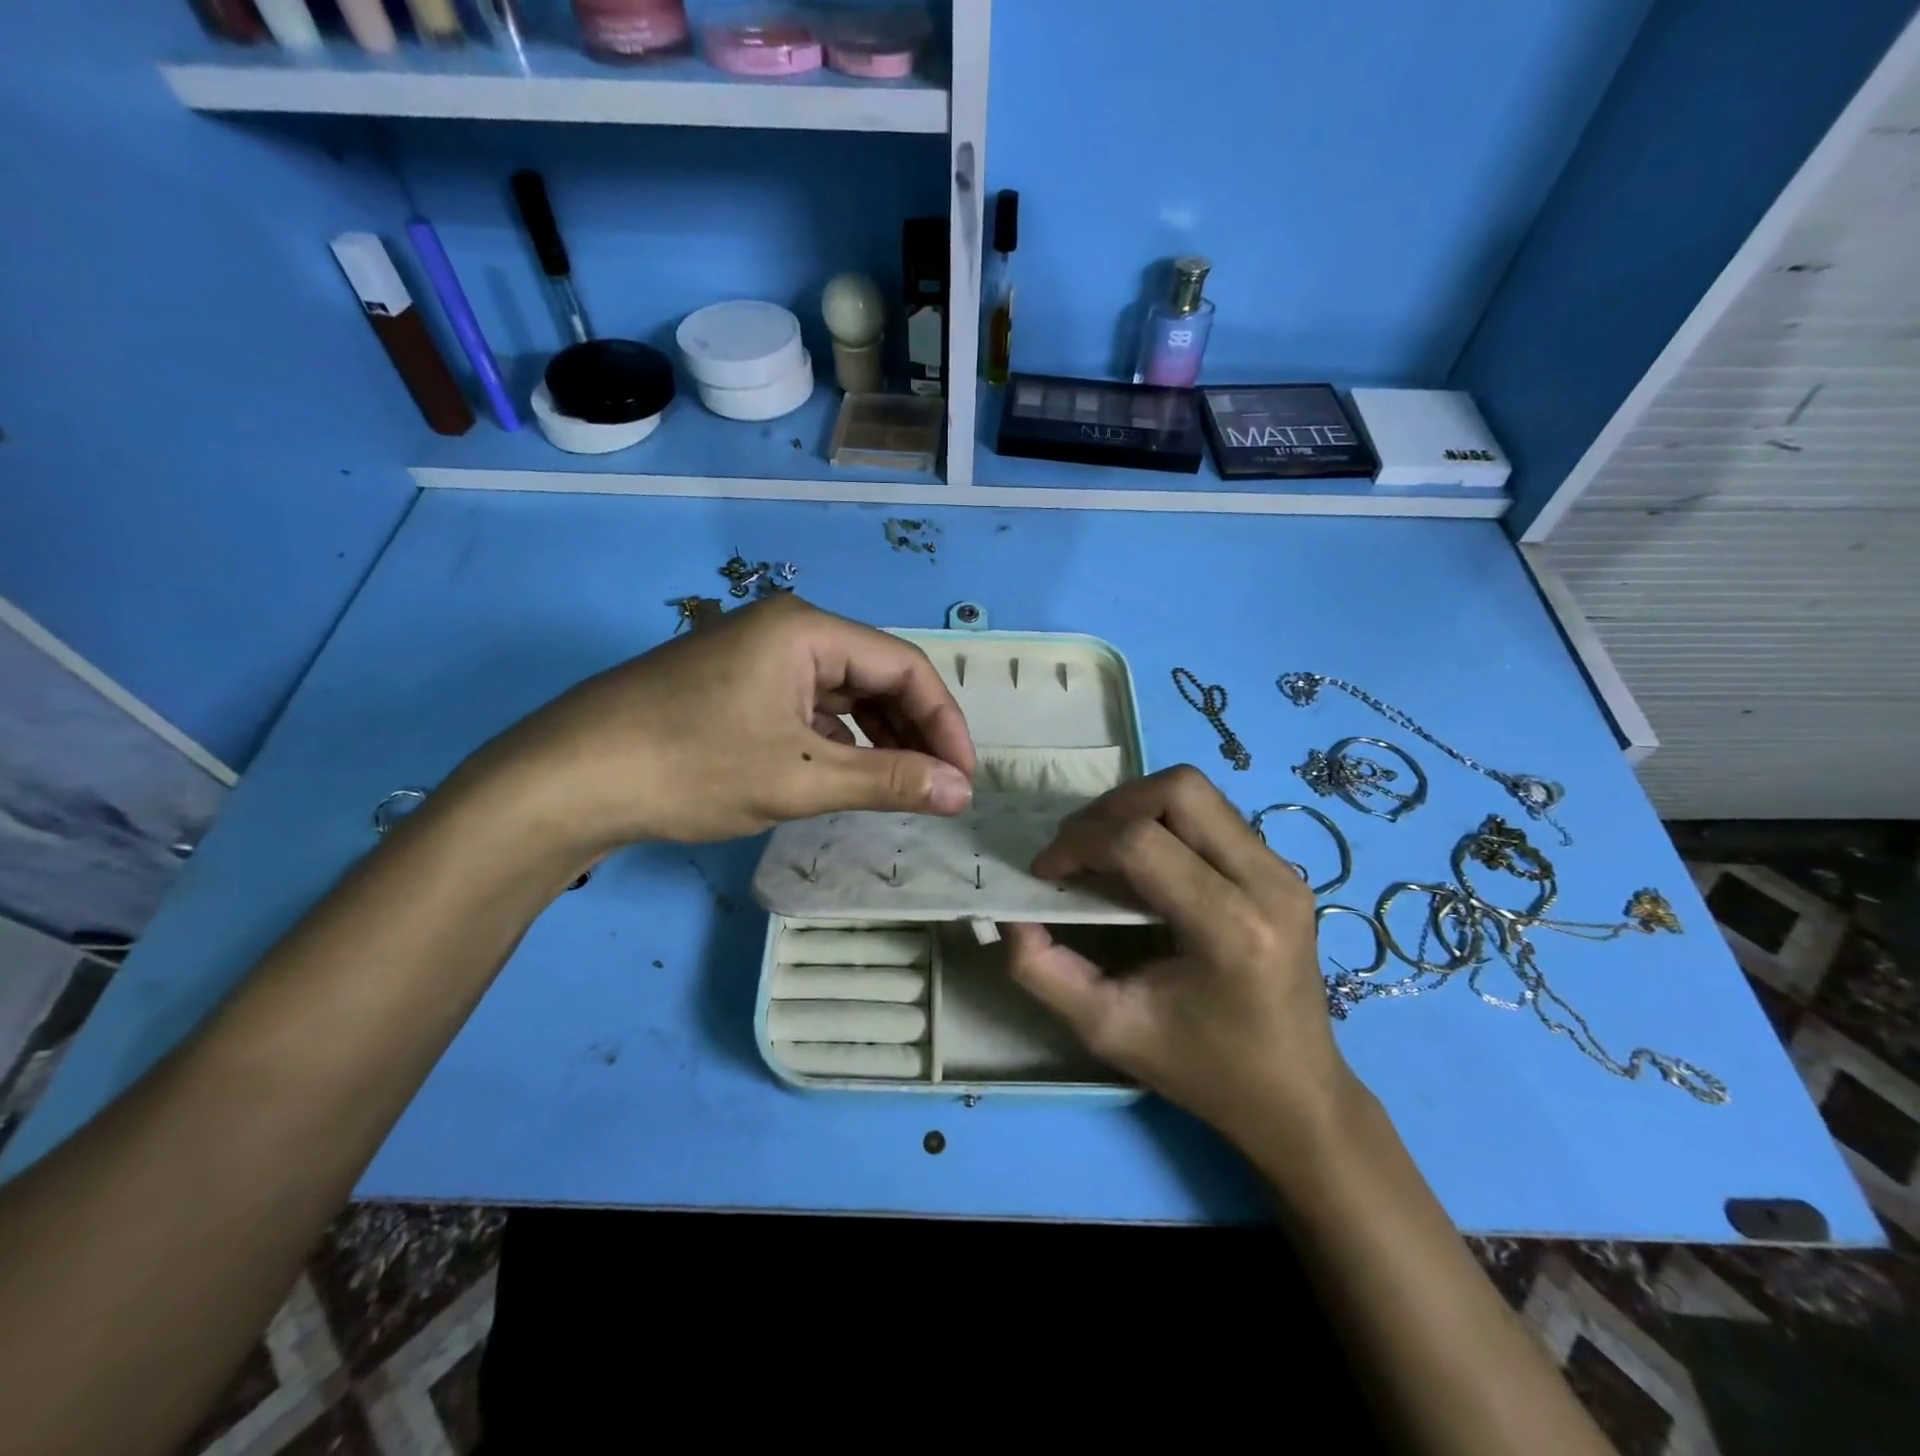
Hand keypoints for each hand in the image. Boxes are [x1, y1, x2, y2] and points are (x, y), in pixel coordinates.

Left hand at [455, 594, 975, 847]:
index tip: (963, 779)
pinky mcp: (736, 687)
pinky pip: (808, 708)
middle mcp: (787, 630)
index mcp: (808, 630)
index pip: (905, 666)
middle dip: (913, 732)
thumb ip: (888, 781)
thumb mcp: (799, 778)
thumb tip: (961, 792)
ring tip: (901, 788)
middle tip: (937, 789)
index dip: (945, 723)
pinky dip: (837, 741)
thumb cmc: (691, 768)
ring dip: (878, 739)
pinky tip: (846, 775)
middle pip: (875, 676)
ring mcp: (757, 657)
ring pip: (843, 694)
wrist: (566, 780)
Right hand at [1005, 766, 1353, 1151]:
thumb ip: (1044, 971)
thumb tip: (1009, 915)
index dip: (1079, 843)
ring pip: (1197, 791)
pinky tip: (1143, 863)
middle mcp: (1269, 884)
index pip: (1141, 843)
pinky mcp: (1283, 869)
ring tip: (1103, 849)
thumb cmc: (1202, 1070)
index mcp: (1232, 930)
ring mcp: (1284, 871)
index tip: (1045, 871)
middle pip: (1179, 790)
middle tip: (1076, 848)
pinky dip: (1164, 820)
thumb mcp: (1107, 1029)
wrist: (1296, 1097)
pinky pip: (1213, 813)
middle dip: (1111, 807)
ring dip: (1136, 807)